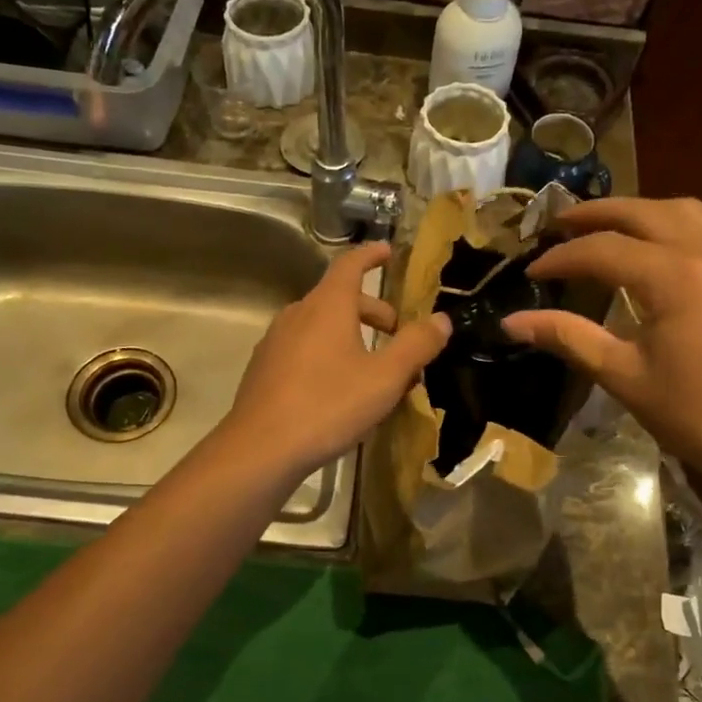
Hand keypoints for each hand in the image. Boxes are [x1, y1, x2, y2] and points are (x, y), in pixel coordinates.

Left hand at [221, 241, 450, 476]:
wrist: (260, 450)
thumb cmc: (328, 405)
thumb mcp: (385, 378)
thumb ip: (417, 345)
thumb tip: (441, 320)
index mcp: (327, 306)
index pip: (350, 265)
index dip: (371, 255)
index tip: (388, 251)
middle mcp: (297, 315)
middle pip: (339, 299)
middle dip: (373, 312)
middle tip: (398, 334)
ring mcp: (276, 343)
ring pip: (322, 328)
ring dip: (353, 338)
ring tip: (376, 370)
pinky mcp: (265, 370)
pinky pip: (305, 350)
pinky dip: (330, 356)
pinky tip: (341, 392)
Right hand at [501, 197, 701, 490]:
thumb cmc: (695, 415)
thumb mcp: (623, 376)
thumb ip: (568, 337)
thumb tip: (510, 323)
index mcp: (676, 277)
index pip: (604, 250)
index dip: (562, 257)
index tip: (531, 270)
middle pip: (646, 212)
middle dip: (598, 214)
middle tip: (559, 223)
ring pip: (688, 212)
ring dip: (642, 212)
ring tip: (609, 228)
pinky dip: (679, 230)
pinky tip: (663, 255)